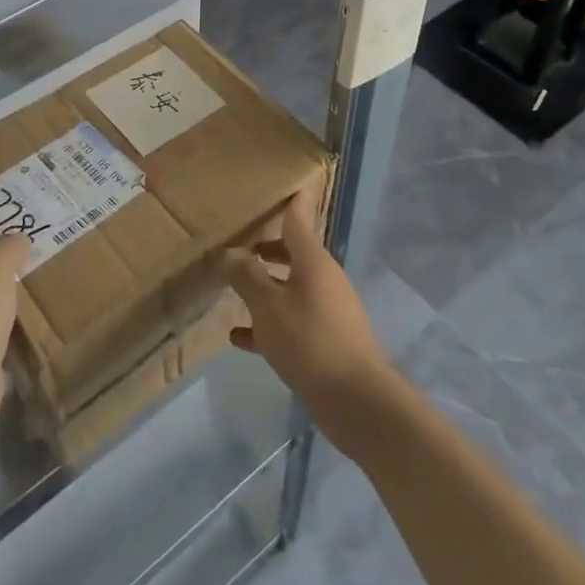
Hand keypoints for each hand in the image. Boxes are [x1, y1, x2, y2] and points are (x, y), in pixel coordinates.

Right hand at [220, 190, 395, 452]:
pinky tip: (239, 337)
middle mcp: (323, 279)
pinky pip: (291, 320)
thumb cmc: (309, 341)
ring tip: (230, 288)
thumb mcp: (268, 306)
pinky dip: (268, 322)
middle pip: (292, 253)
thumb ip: (245, 276)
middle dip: (265, 248)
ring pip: (289, 287)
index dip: (289, 202)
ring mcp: (327, 310)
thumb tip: (228, 252)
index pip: (298, 220)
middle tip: (236, 242)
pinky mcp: (325, 339)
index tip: (282, 184)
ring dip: (263, 286)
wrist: (356, 400)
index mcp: (313, 262)